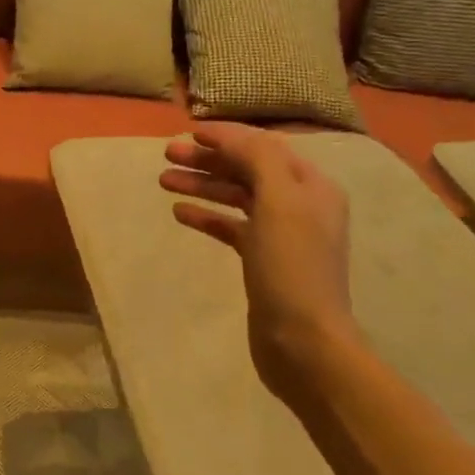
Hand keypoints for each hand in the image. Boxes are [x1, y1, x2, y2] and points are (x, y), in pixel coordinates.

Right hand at [159, 125, 367, 402]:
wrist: (303, 341)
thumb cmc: (291, 267)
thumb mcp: (279, 202)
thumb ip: (258, 159)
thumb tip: (231, 137)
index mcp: (311, 186)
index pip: (265, 147)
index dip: (228, 136)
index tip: (190, 132)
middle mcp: (299, 205)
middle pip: (248, 169)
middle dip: (209, 159)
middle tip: (168, 154)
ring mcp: (280, 234)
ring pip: (236, 197)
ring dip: (202, 185)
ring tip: (163, 180)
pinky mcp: (262, 261)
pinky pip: (230, 227)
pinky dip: (207, 216)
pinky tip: (180, 213)